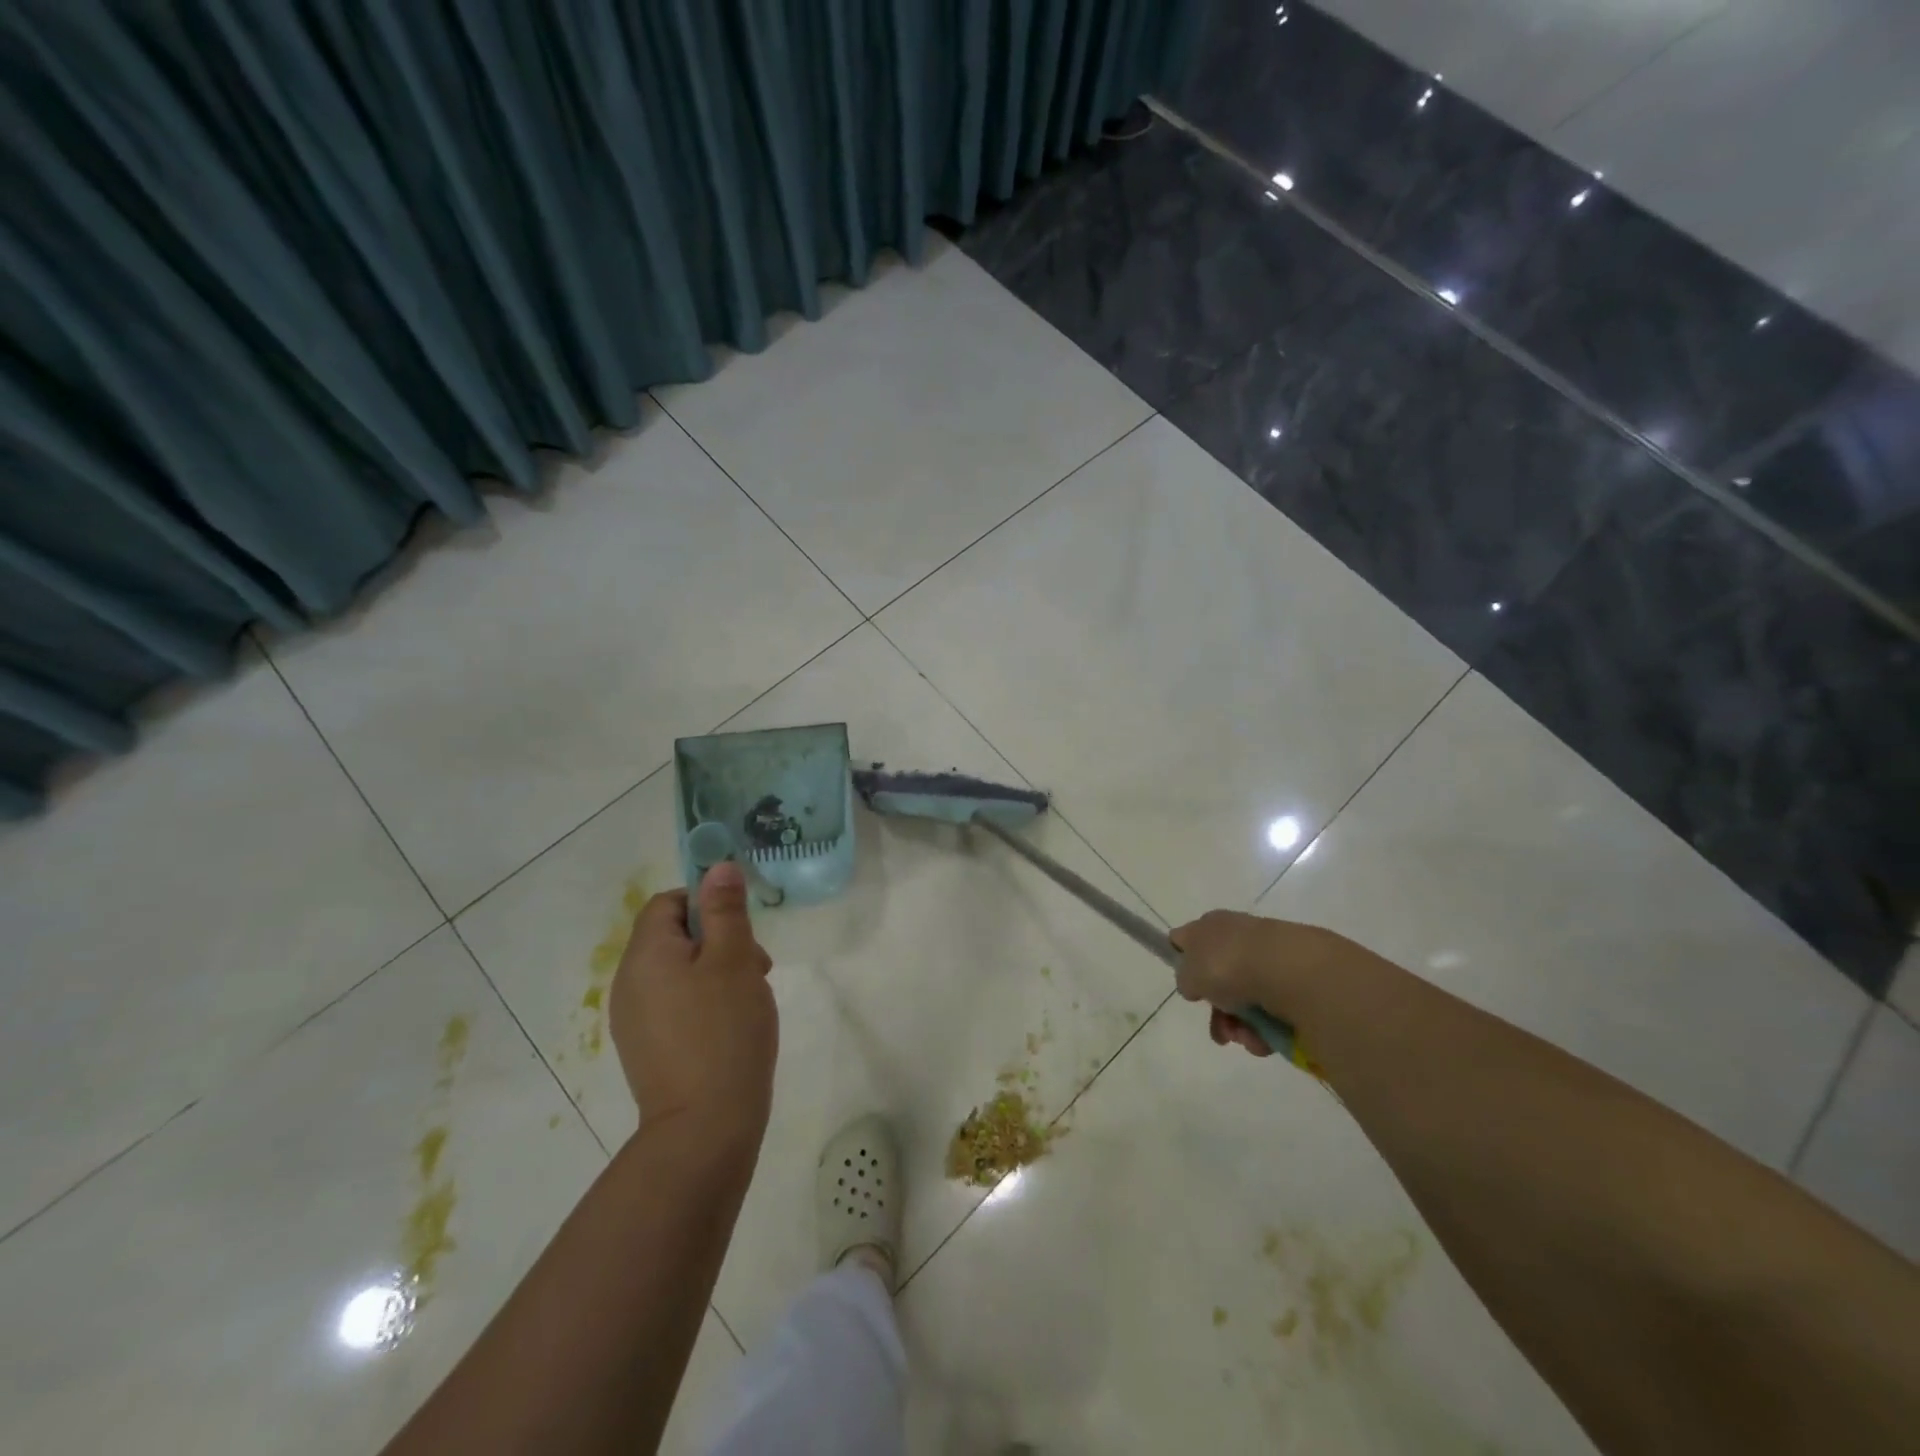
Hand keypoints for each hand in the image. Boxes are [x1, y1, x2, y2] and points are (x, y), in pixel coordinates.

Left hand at [609, 862, 776, 1139]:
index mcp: (645, 955)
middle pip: (673, 937)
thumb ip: (725, 910)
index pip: (666, 903)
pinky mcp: (647, 1048)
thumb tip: (718, 867)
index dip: (705, 903)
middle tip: (756, 967)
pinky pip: (675, 1005)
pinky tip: (732, 1026)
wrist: (704, 1127)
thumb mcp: (734, 960)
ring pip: (678, 972)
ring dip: (716, 972)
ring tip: (750, 998)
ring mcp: (634, 1020)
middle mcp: (628, 983)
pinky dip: (705, 1002)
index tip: (741, 928)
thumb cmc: (724, 1030)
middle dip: (719, 940)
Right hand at [1169, 910, 1350, 1058]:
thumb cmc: (1226, 965)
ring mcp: (1267, 957)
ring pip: (1245, 998)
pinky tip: (1264, 1038)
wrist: (1286, 970)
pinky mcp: (1293, 978)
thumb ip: (1185, 979)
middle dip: (1217, 1012)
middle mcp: (1237, 936)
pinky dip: (1265, 1027)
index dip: (1182, 960)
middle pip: (1218, 977)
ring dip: (1240, 1026)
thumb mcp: (1189, 974)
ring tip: (1246, 1039)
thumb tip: (1195, 984)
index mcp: (1208, 925)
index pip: (1187, 938)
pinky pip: (1271, 1008)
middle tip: (1220, 1032)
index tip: (1187, 986)